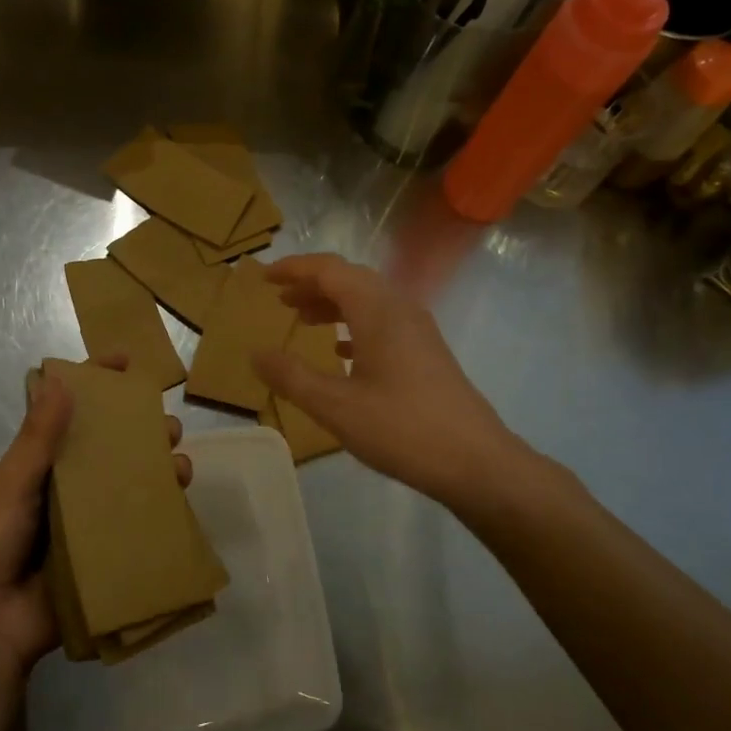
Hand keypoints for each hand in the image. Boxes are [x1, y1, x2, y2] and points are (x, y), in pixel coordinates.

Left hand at [0, 358, 191, 679]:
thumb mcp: (12, 483)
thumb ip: (39, 437)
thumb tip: (63, 380)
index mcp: (43, 466)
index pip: (71, 414)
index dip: (96, 385)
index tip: (125, 362)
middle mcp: (69, 489)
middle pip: (113, 449)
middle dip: (143, 432)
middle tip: (168, 427)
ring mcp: (90, 524)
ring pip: (132, 487)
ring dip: (159, 472)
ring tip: (181, 467)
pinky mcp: (105, 557)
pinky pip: (138, 530)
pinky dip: (161, 516)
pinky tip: (181, 507)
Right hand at [253, 254, 524, 506]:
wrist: (476, 461)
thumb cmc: (401, 429)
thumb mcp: (335, 406)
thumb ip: (291, 377)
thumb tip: (255, 354)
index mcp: (377, 310)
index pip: (329, 270)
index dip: (294, 269)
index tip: (264, 277)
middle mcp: (400, 309)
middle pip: (350, 279)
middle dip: (312, 284)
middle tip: (280, 299)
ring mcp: (418, 330)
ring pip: (368, 301)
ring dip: (333, 304)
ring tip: (303, 320)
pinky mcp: (426, 353)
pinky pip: (383, 322)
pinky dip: (354, 326)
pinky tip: (341, 351)